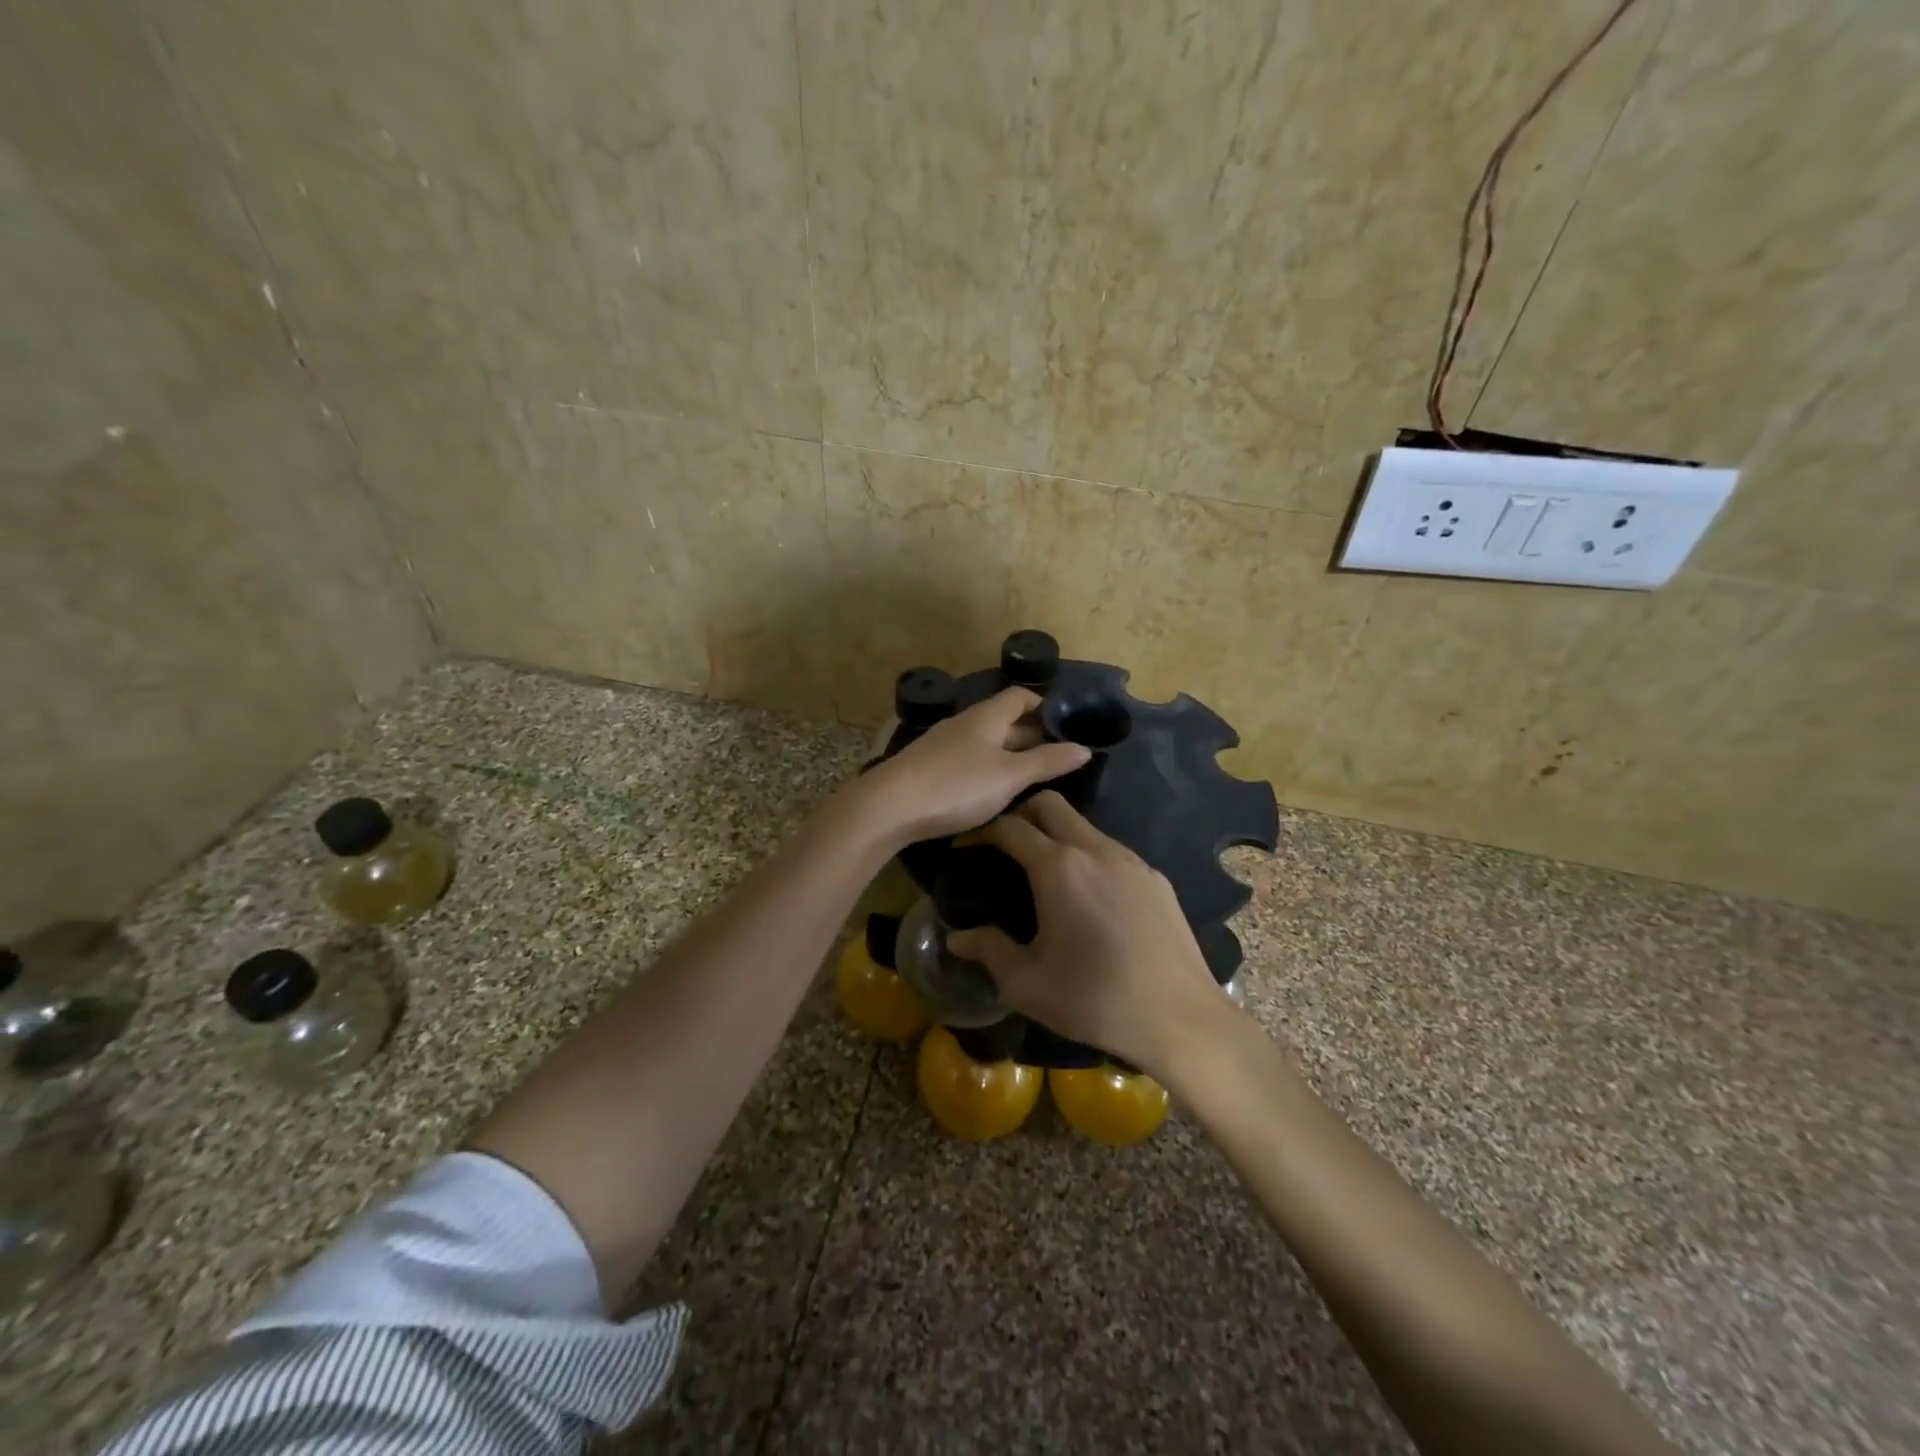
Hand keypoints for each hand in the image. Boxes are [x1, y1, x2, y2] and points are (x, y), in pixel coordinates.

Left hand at [852, 688, 1091, 845]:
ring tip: (1030, 777)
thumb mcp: (1010, 776)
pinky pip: (967, 758)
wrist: (889, 806)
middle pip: (1003, 720)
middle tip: (1056, 758)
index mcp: (987, 716)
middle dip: (1029, 734)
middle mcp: (964, 723)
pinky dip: (986, 767)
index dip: (1043, 706)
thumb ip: (1048, 762)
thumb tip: (1084, 748)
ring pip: (984, 741)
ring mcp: (943, 744)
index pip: (1020, 697)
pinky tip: (991, 790)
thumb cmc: (958, 785)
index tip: (1064, 726)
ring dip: (1008, 753)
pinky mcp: (928, 767)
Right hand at [945, 791, 1235, 1078]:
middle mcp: (1096, 850)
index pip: (1012, 827)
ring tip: (1044, 872)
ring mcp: (1132, 861)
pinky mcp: (1156, 879)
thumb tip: (956, 939)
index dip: (982, 830)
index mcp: (1059, 868)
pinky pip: (1113, 852)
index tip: (965, 845)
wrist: (1180, 1018)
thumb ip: (989, 951)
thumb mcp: (1028, 984)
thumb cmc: (1094, 999)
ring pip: (1085, 826)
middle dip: (1021, 813)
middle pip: (1051, 805)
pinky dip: (1090, 857)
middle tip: (1004, 844)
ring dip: (1058, 835)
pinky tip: (1090, 898)